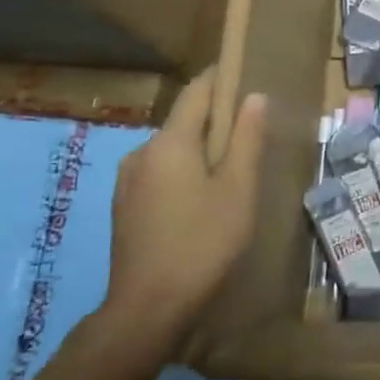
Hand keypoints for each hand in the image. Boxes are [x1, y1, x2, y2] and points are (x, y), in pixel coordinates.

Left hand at [103, 70, 267, 358]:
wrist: (148, 308)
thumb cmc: (203, 242)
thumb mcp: (239, 189)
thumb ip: (246, 139)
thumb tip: (254, 97)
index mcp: (170, 143)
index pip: (197, 92)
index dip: (221, 78)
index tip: (245, 72)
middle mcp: (141, 153)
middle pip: (184, 122)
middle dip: (217, 120)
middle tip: (252, 133)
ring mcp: (128, 181)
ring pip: (172, 150)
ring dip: (201, 150)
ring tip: (232, 171)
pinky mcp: (124, 206)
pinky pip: (160, 173)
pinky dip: (185, 172)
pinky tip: (204, 199)